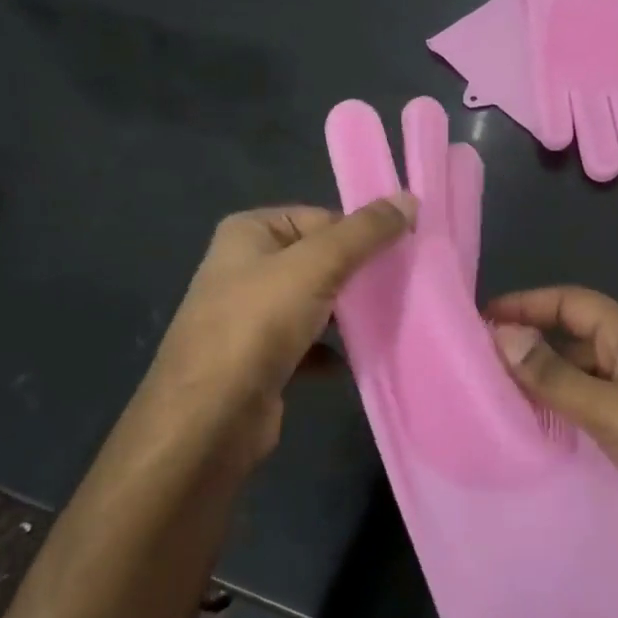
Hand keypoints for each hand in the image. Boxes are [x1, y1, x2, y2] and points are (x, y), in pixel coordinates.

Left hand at [142, 196, 415, 469]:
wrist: (209, 418)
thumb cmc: (258, 324)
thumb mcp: (316, 266)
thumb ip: (364, 232)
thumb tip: (408, 198)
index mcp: (249, 233)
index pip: (319, 218)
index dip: (360, 233)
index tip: (403, 252)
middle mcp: (245, 268)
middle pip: (318, 260)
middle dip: (358, 274)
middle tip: (405, 285)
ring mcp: (251, 317)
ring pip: (315, 303)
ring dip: (349, 314)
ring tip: (391, 319)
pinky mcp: (261, 360)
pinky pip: (308, 344)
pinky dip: (333, 351)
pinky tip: (359, 359)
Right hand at [488, 286, 617, 574]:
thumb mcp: (612, 407)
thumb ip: (553, 374)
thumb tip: (501, 334)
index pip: (569, 302)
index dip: (525, 304)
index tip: (478, 320)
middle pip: (570, 342)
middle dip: (526, 348)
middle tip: (472, 368)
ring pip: (575, 383)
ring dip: (538, 389)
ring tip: (485, 403)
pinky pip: (586, 420)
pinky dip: (556, 423)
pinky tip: (523, 439)